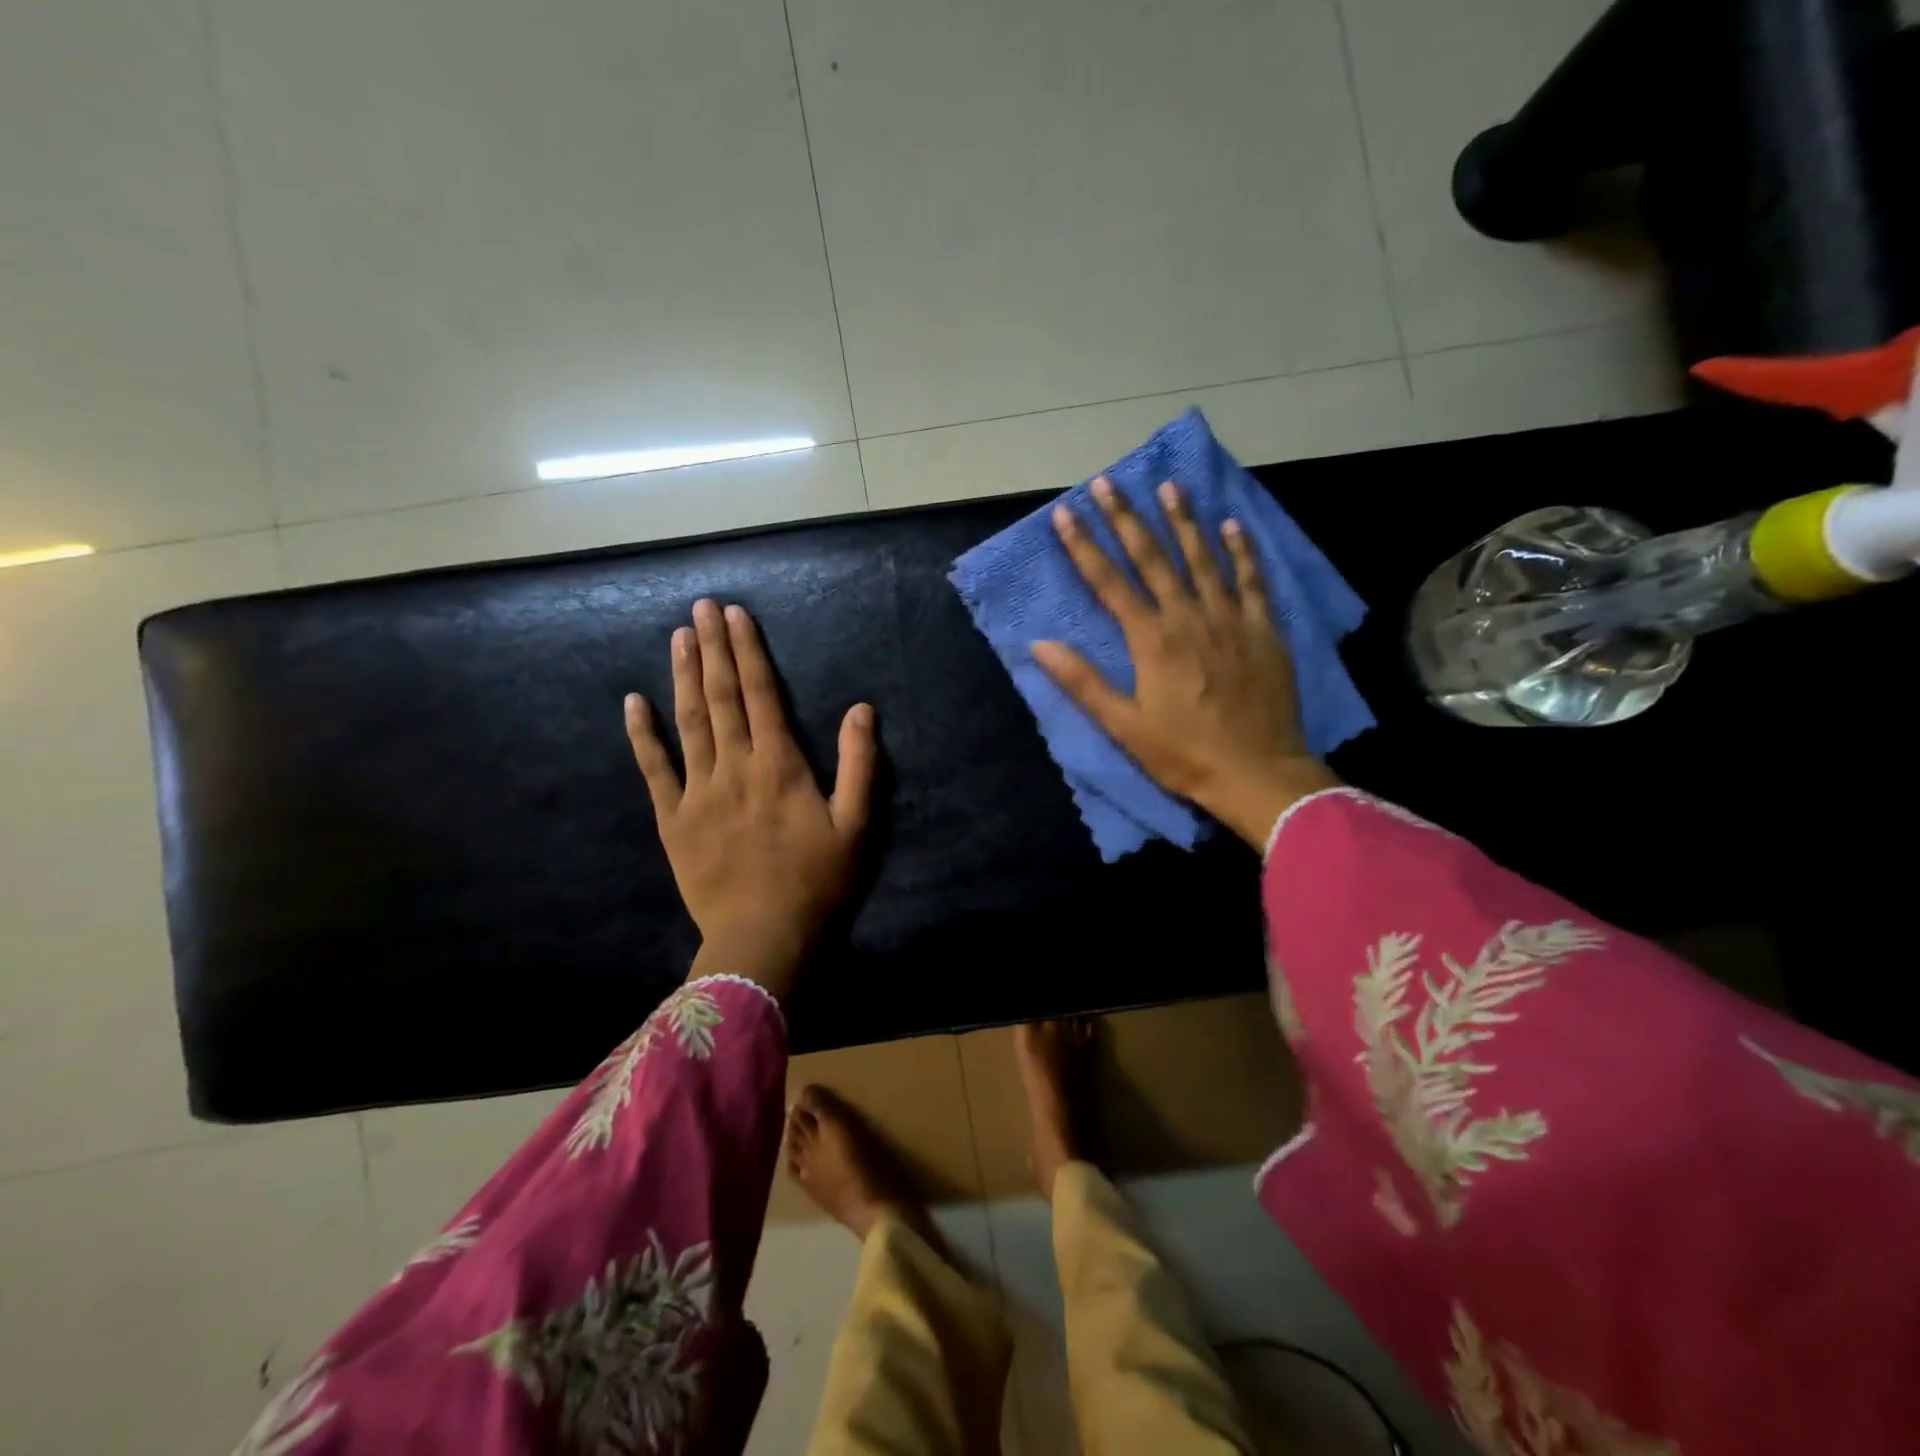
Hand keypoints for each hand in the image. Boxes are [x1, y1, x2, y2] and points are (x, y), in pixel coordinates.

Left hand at [625, 599, 875, 996]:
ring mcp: (698, 791)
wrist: (763, 938)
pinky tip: (633, 702)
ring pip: (688, 722)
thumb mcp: (856, 825)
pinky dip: (643, 734)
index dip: (749, 651)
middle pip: (721, 697)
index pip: (762, 694)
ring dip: (683, 676)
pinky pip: (654, 769)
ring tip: (678, 636)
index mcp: (780, 765)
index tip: (736, 614)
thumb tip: (861, 709)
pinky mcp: (673, 819)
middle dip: (713, 648)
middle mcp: (735, 767)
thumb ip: (860, 764)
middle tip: (702, 606)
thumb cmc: (817, 882)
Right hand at [1031, 477, 1338, 849]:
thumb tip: (1040, 645)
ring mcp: (1231, 619)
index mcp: (1152, 640)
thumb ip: (1083, 682)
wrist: (1258, 773)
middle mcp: (1189, 617)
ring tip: (1169, 486)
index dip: (1084, 547)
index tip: (1064, 513)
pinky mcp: (1264, 630)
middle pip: (1153, 558)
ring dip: (1184, 521)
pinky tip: (1233, 524)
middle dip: (1127, 518)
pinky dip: (1243, 551)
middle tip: (1108, 482)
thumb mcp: (1123, 726)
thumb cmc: (1184, 754)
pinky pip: (1253, 580)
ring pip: (1203, 558)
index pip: (1109, 583)